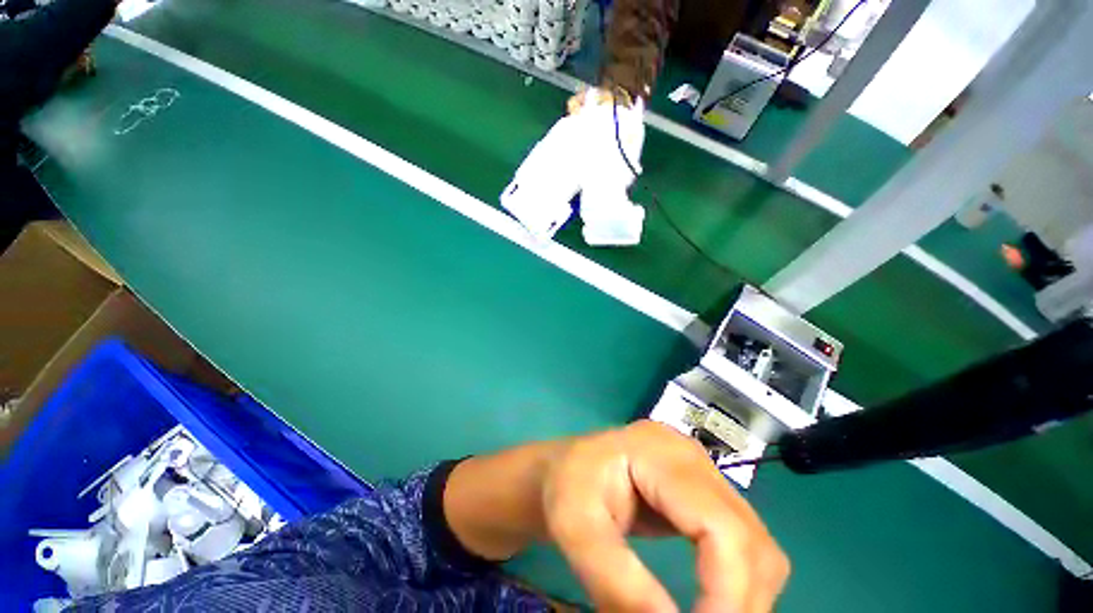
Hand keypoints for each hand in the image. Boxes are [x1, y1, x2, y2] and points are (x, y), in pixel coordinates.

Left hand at [542, 421, 788, 612]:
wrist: (564, 467)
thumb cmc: (564, 486)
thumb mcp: (575, 529)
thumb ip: (617, 584)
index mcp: (660, 454)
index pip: (721, 526)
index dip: (729, 594)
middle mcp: (692, 457)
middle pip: (749, 538)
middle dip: (740, 602)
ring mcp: (701, 471)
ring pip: (756, 544)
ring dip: (744, 595)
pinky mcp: (702, 490)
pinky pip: (743, 542)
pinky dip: (738, 581)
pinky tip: (714, 601)